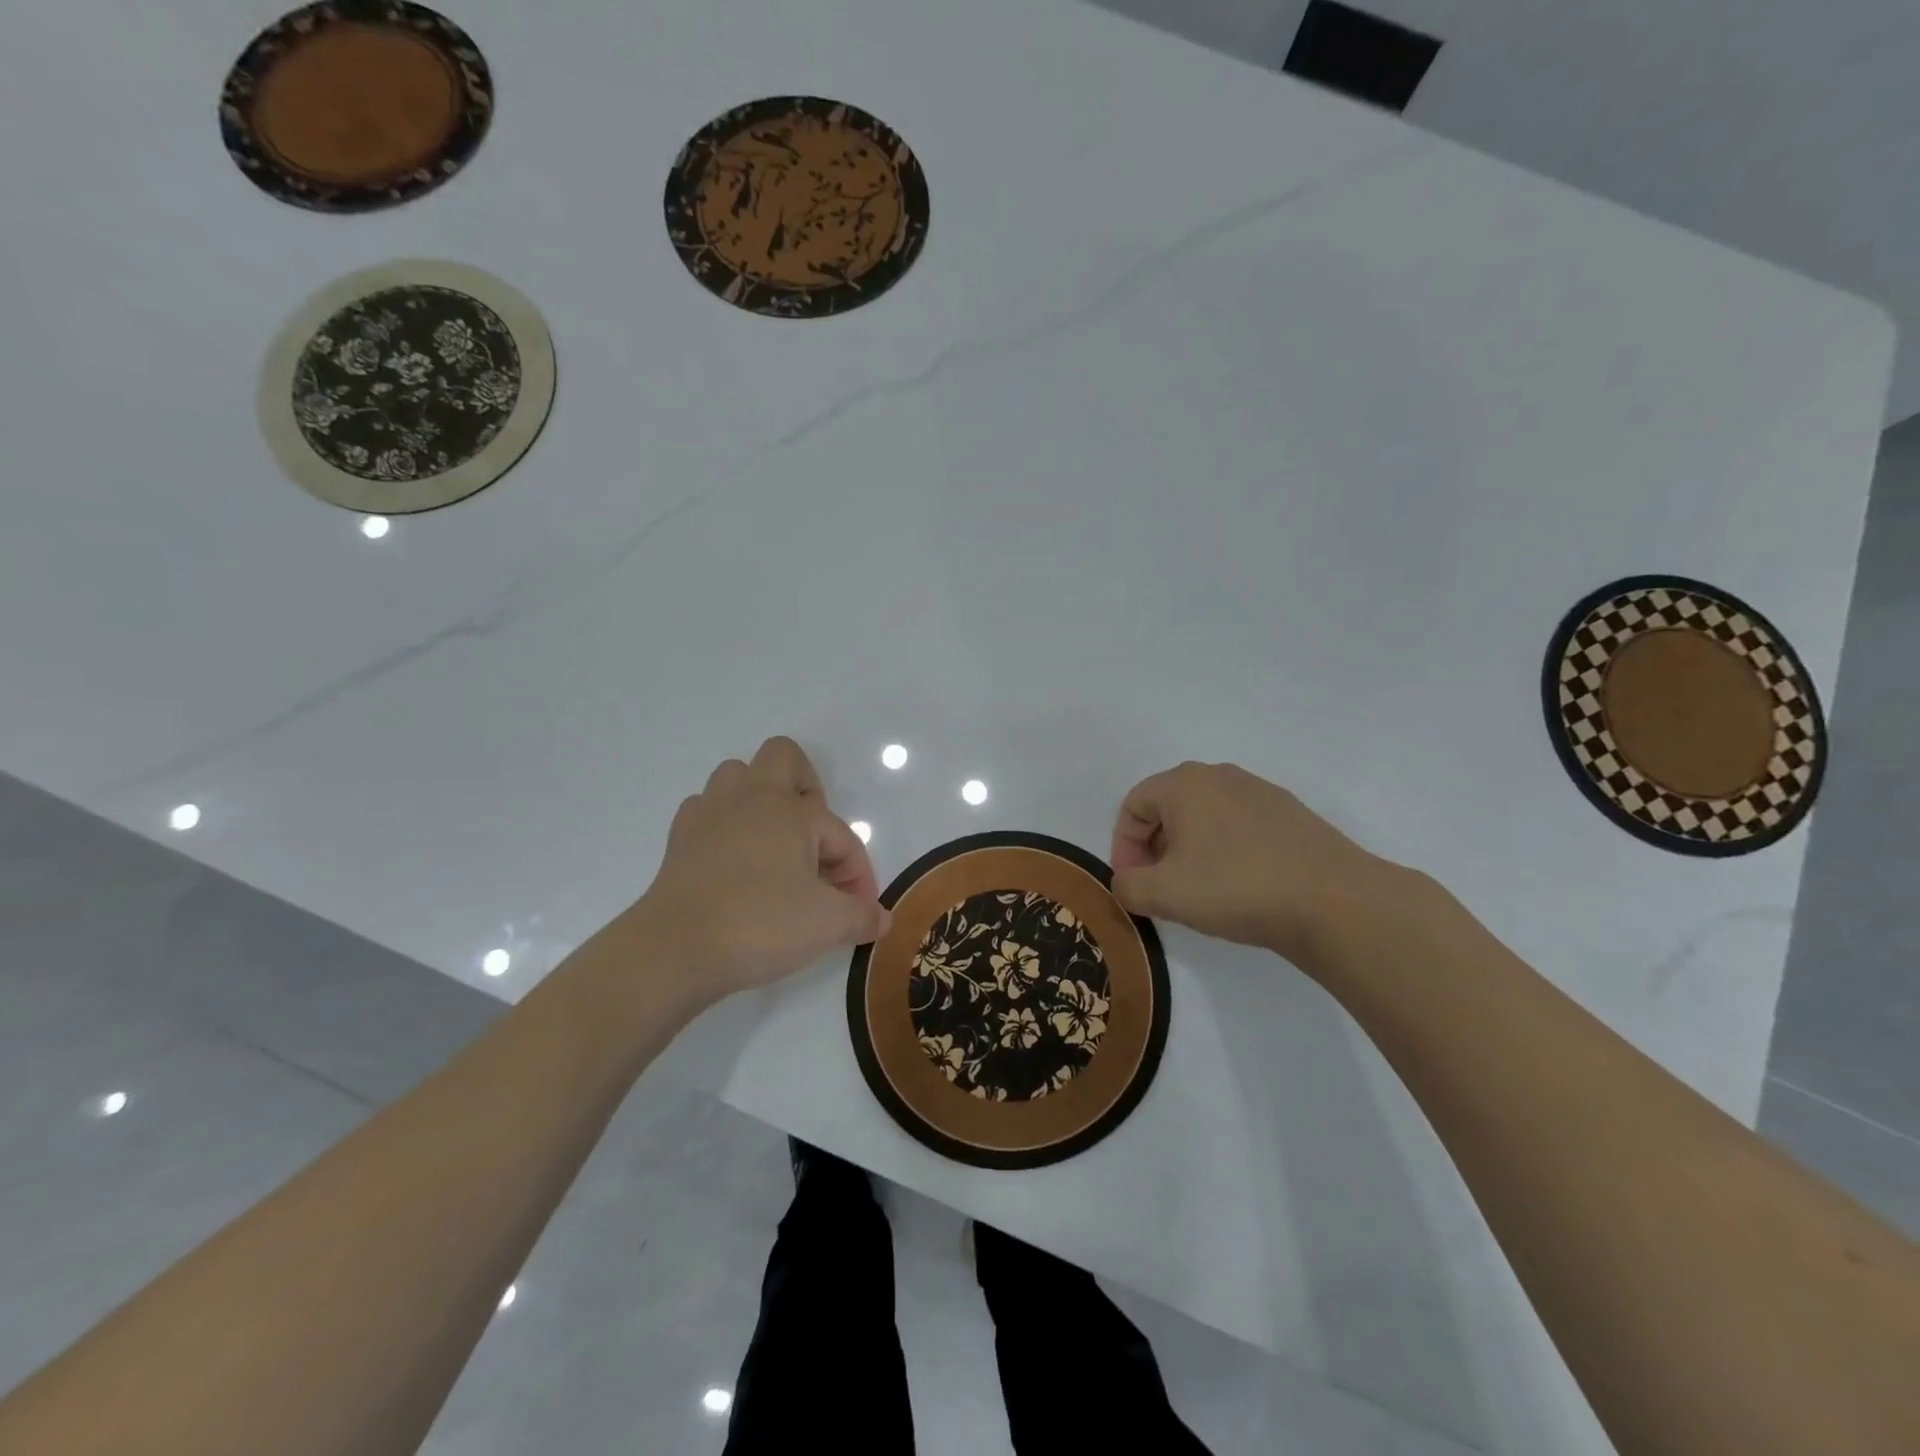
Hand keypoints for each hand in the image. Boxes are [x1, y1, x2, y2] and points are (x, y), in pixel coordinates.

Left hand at [618, 737, 888, 1007]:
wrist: (674, 950)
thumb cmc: (760, 925)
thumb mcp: (827, 925)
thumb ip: (862, 916)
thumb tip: (883, 919)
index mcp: (791, 810)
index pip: (841, 833)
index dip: (857, 873)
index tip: (859, 912)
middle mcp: (750, 797)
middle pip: (784, 757)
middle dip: (809, 790)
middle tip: (814, 841)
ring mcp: (709, 813)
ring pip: (739, 776)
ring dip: (762, 801)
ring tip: (775, 846)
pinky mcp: (680, 839)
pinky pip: (708, 811)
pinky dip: (726, 826)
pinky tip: (735, 862)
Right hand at [1109, 761, 1397, 967]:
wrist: (1334, 901)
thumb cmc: (1236, 888)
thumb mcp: (1163, 894)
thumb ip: (1127, 886)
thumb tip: (1128, 882)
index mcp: (1184, 783)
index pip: (1133, 806)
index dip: (1124, 847)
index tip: (1134, 885)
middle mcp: (1220, 775)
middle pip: (1168, 807)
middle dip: (1155, 848)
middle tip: (1161, 888)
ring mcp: (1260, 792)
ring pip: (1205, 817)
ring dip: (1189, 850)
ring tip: (1200, 890)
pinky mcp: (1290, 814)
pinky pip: (1239, 826)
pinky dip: (1226, 851)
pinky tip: (1240, 886)